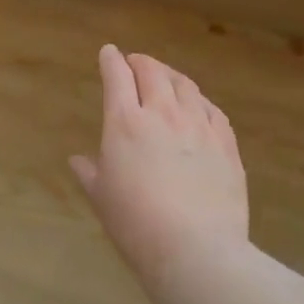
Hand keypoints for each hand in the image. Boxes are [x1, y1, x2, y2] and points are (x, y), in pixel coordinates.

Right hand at [72, 46, 248, 285]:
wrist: (196, 250)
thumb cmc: (136, 224)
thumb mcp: (101, 198)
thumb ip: (89, 173)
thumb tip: (77, 159)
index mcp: (125, 122)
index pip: (117, 76)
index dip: (111, 60)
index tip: (108, 53)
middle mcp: (163, 114)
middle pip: (152, 72)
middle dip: (141, 62)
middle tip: (135, 63)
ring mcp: (199, 126)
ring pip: (185, 86)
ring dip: (171, 76)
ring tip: (166, 79)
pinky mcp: (226, 145)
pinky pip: (213, 110)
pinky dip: (200, 101)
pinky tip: (199, 107)